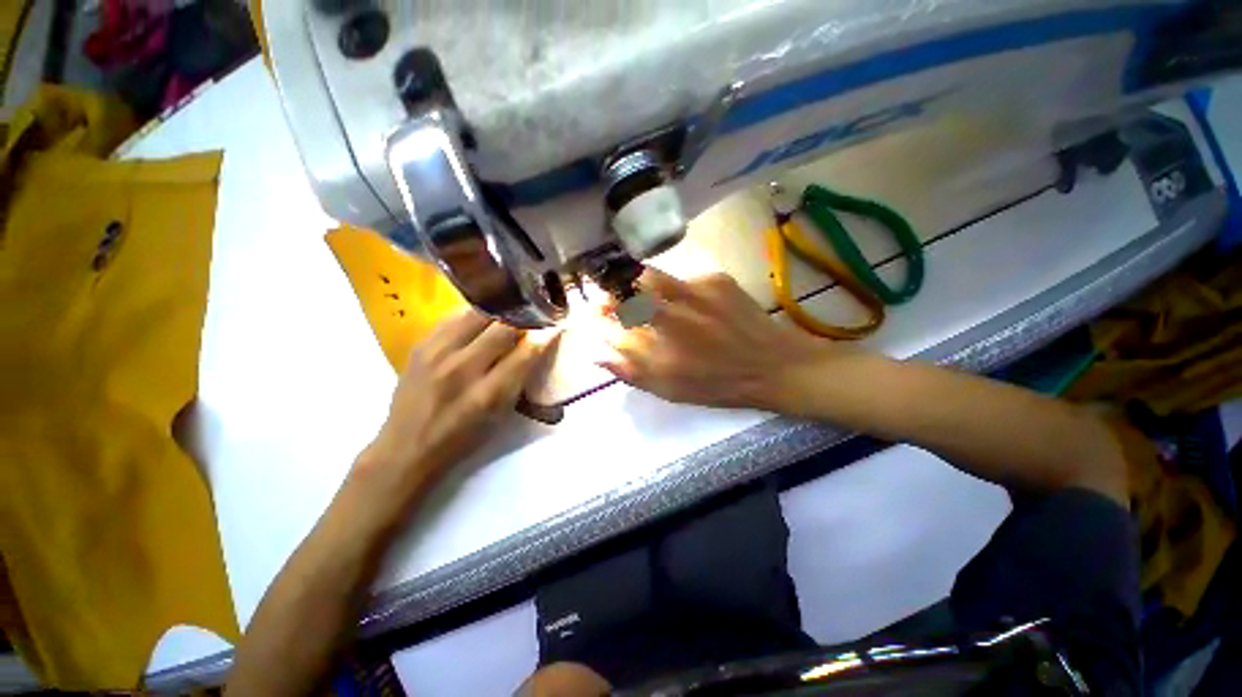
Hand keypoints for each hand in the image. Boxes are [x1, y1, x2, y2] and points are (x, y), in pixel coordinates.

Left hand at [356, 309, 553, 505]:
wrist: (407, 447)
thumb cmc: (463, 438)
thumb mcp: (500, 415)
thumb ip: (520, 378)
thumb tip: (538, 344)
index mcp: (488, 395)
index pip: (526, 353)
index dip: (545, 336)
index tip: (556, 324)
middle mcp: (462, 370)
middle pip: (503, 327)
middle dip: (525, 318)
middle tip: (534, 315)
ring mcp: (437, 353)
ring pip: (478, 314)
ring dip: (500, 311)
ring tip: (511, 310)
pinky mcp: (421, 344)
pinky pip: (454, 316)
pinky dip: (475, 314)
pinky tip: (483, 318)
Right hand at [598, 268, 832, 411]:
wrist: (772, 365)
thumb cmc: (717, 385)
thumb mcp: (670, 390)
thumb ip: (630, 372)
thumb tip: (597, 353)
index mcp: (657, 355)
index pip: (610, 329)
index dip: (597, 320)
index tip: (594, 316)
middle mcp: (670, 322)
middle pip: (623, 297)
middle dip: (608, 296)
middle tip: (608, 298)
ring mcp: (693, 296)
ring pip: (646, 277)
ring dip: (633, 282)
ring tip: (636, 290)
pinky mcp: (714, 280)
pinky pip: (681, 277)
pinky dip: (673, 286)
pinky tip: (685, 300)